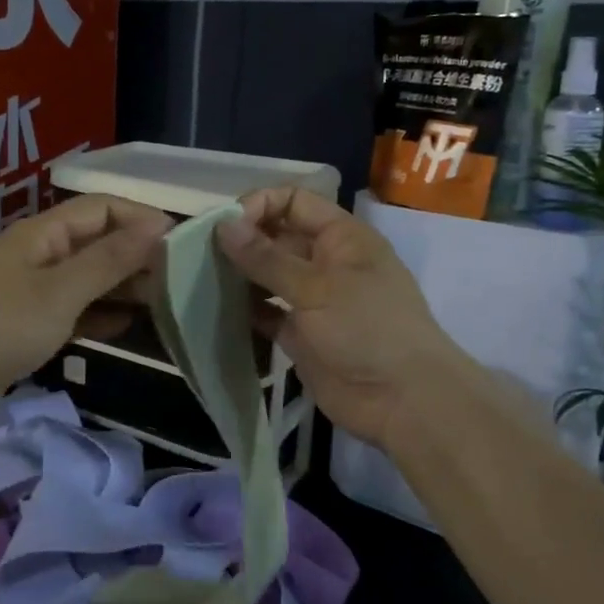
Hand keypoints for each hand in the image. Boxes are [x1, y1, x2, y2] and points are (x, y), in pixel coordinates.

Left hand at [0, 194, 170, 409]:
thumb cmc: (0, 327)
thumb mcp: (61, 292)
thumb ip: (110, 260)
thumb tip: (158, 225)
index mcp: (43, 233)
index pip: (102, 208)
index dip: (141, 218)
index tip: (182, 241)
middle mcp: (40, 254)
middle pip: (97, 242)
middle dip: (137, 255)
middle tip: (180, 278)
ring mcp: (34, 292)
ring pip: (89, 279)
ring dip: (123, 287)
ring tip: (164, 303)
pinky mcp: (30, 326)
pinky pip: (75, 311)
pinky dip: (101, 315)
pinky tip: (128, 328)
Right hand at [216, 188, 466, 450]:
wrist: (403, 401)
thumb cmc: (367, 329)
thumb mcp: (317, 288)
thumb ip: (267, 258)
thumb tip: (223, 225)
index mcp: (341, 237)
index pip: (294, 202)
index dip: (260, 206)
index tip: (226, 226)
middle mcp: (325, 262)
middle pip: (277, 237)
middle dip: (242, 241)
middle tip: (200, 253)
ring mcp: (312, 300)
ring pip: (268, 276)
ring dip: (239, 275)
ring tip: (200, 278)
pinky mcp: (300, 334)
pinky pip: (266, 313)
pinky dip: (244, 310)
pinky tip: (215, 310)